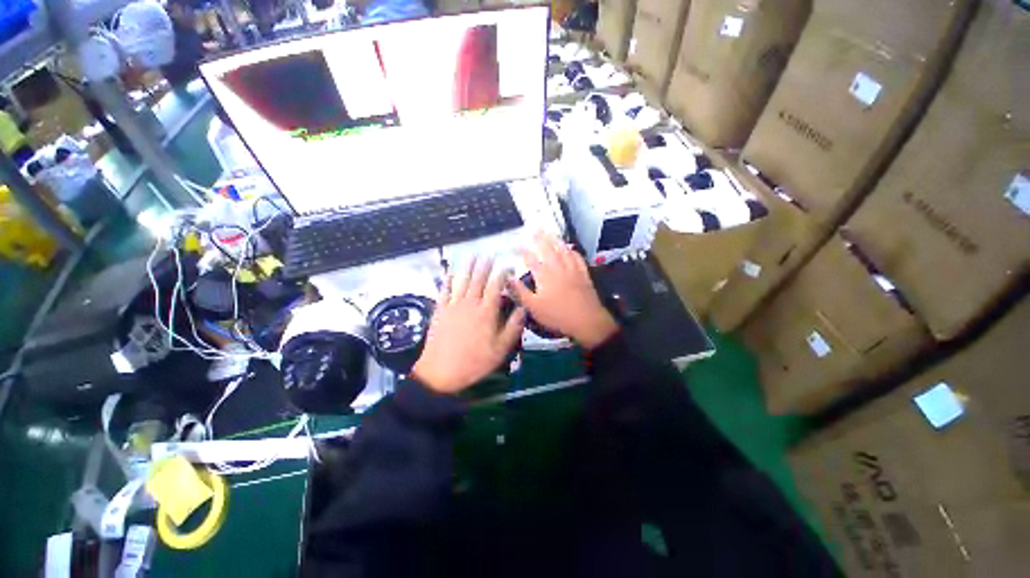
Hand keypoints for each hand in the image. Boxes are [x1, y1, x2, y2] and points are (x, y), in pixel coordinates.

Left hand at [412, 258, 525, 394]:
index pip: (495, 287)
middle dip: (484, 266)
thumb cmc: (474, 362)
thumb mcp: (500, 349)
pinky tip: (450, 272)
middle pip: (478, 280)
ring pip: (461, 281)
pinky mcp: (440, 310)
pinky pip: (444, 291)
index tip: (507, 266)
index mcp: (486, 312)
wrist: (441, 371)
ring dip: (467, 267)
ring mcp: (453, 306)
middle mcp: (470, 304)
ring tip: (472, 256)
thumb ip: (513, 327)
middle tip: (489, 255)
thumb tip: (522, 308)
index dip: (501, 274)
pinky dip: (447, 280)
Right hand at [511, 231, 617, 349]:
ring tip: (551, 233)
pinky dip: (572, 251)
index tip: (515, 245)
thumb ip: (520, 291)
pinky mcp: (583, 274)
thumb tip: (508, 278)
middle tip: (535, 229)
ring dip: (556, 240)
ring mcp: (572, 269)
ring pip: (563, 250)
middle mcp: (558, 268)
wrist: (586, 320)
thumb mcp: (533, 307)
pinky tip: (571, 249)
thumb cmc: (557, 315)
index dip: (522, 250)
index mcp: (544, 275)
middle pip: (548, 249)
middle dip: (540, 238)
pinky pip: (577, 258)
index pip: (530, 259)